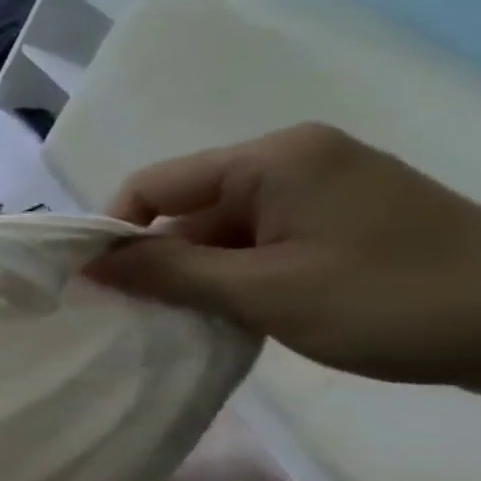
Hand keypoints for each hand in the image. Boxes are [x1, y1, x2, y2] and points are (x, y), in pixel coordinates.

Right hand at [86, 123, 480, 396]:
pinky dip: (236, 276)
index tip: (98, 285)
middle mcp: (292, 160)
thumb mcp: (262, 292)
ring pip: (220, 230)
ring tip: (194, 320)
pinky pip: (259, 241)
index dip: (114, 232)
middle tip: (144, 313)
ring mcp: (322, 189)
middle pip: (185, 208)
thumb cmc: (394, 301)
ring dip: (199, 274)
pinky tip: (239, 313)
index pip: (153, 185)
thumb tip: (87, 265)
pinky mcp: (343, 219)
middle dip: (159, 260)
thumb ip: (165, 272)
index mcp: (272, 160)